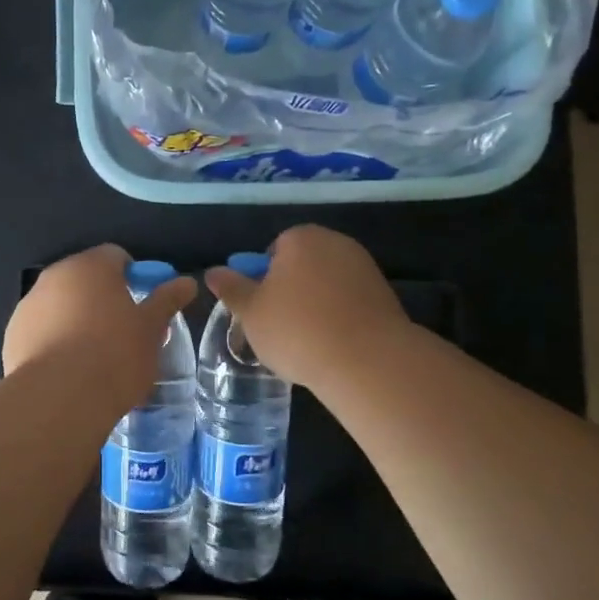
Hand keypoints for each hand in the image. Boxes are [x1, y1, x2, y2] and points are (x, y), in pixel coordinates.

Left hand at [4, 245, 196, 410]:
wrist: (59, 399)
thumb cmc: (114, 355)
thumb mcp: (151, 328)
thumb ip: (167, 300)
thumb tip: (187, 282)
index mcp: (90, 266)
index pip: (116, 256)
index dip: (134, 277)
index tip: (144, 306)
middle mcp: (55, 276)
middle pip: (86, 280)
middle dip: (104, 299)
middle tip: (124, 333)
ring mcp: (29, 305)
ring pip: (61, 305)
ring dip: (77, 319)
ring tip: (95, 357)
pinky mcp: (13, 336)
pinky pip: (41, 330)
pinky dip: (55, 341)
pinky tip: (68, 371)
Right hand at [203, 225, 409, 391]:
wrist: (368, 362)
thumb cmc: (297, 330)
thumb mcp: (251, 312)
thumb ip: (231, 289)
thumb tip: (213, 271)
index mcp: (301, 238)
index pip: (273, 251)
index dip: (263, 280)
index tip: (261, 310)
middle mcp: (335, 243)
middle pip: (301, 265)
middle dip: (290, 291)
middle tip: (279, 328)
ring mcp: (365, 267)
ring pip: (327, 285)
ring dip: (315, 305)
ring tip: (307, 343)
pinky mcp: (385, 295)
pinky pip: (350, 302)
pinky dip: (340, 318)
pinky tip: (333, 346)